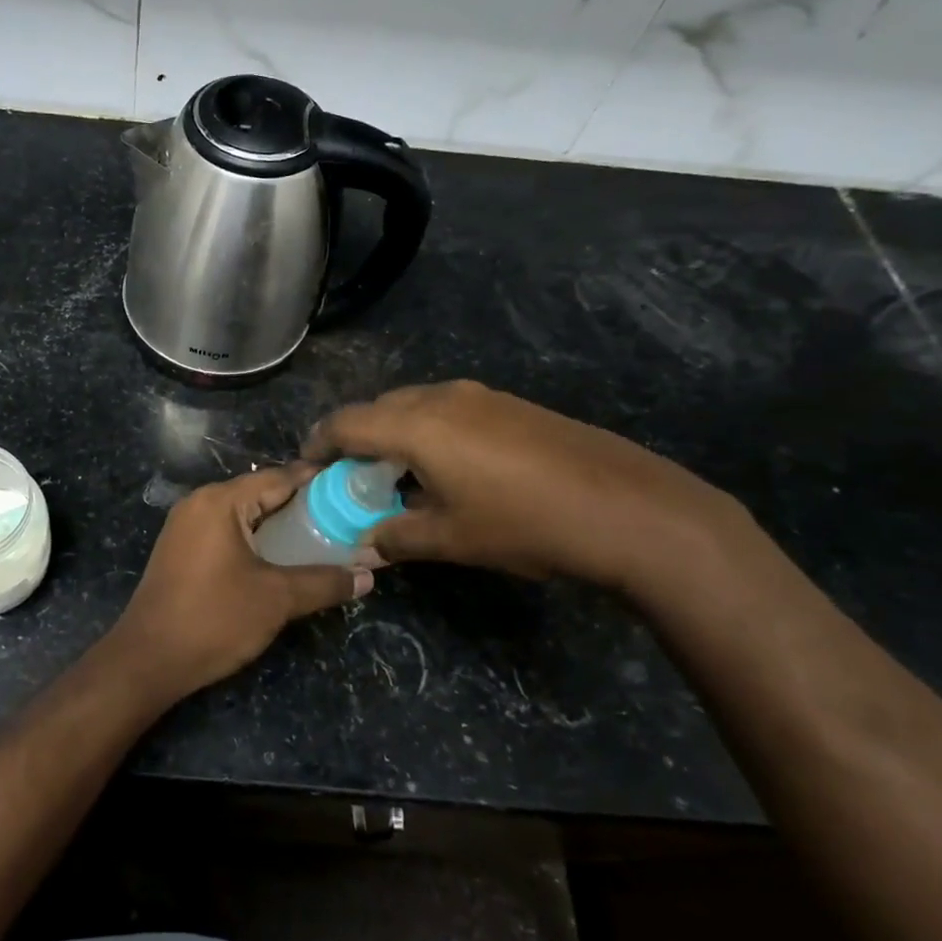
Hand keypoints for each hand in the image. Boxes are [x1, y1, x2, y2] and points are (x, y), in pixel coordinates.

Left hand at [107, 466, 370, 701]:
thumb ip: (323, 582)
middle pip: (259, 493)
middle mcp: (199, 503)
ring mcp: (185, 526)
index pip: (278, 477)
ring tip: (321, 538)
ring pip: (243, 514)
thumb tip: (368, 575)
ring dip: (278, 524)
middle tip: (344, 518)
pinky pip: (226, 532)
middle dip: (301, 505)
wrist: (148, 659)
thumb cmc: (214, 619)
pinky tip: (280, 558)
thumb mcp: (276, 600)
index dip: (316, 481)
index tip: (352, 488)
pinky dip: (255, 539)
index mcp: (220, 501)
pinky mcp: (181, 549)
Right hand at [304, 381, 746, 596]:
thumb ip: (396, 537)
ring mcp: (480, 396)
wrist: (633, 509)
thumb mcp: (452, 540)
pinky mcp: (510, 404)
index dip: (318, 445)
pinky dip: (428, 433)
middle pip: (377, 409)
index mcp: (416, 425)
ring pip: (414, 407)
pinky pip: (448, 410)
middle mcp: (441, 397)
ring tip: (399, 477)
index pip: (345, 423)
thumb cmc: (527, 525)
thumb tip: (364, 544)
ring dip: (394, 436)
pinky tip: (449, 470)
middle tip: (353, 481)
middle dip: (356, 441)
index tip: (308, 471)